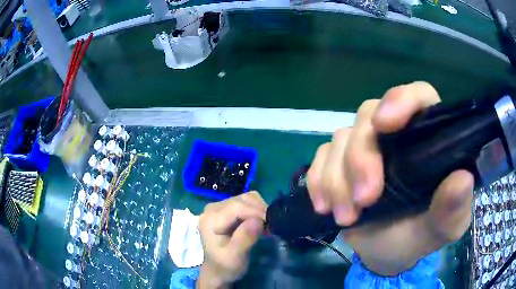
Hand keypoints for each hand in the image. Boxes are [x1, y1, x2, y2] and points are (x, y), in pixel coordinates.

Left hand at [197, 191, 266, 288]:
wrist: (218, 270)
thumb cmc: (225, 266)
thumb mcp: (235, 257)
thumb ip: (244, 238)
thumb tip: (258, 220)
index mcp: (210, 219)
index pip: (237, 207)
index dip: (256, 212)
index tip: (271, 225)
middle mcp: (212, 208)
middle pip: (243, 200)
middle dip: (259, 211)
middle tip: (270, 228)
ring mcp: (219, 207)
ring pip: (247, 198)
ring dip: (260, 210)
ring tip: (265, 226)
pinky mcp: (227, 209)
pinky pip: (247, 202)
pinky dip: (257, 210)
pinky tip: (259, 223)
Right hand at [306, 82, 473, 275]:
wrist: (386, 253)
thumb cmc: (419, 236)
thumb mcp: (442, 229)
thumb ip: (453, 209)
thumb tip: (462, 179)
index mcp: (429, 139)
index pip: (418, 96)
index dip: (400, 100)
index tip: (385, 125)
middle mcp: (396, 135)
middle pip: (368, 115)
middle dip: (361, 156)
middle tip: (364, 199)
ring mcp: (365, 147)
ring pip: (341, 138)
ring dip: (337, 178)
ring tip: (346, 216)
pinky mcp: (339, 162)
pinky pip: (320, 156)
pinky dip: (318, 180)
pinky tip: (325, 206)